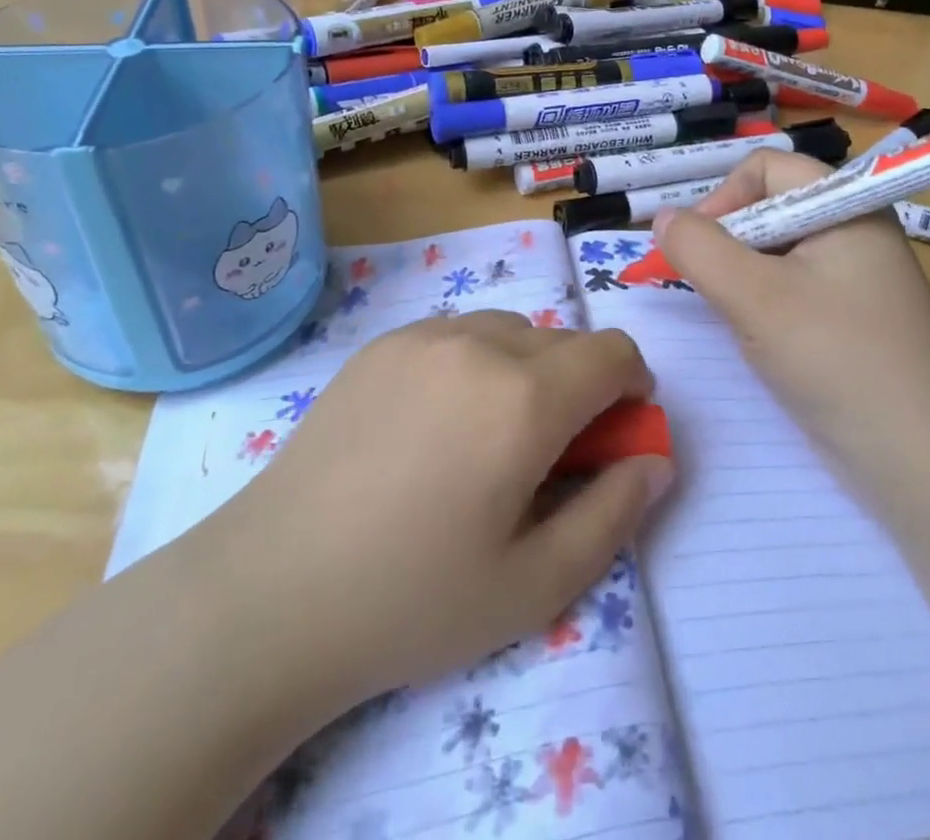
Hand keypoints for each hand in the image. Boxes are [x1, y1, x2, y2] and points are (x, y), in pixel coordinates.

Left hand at [201, 312, 672, 713]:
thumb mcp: (535, 585)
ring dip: (525, 369)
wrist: (274, 588)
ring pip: (508, 330)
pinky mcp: (380, 343)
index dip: (631, 387)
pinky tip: (433, 424)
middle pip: (562, 340)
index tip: (615, 432)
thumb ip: (613, 515)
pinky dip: (472, 362)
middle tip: (548, 453)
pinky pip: (455, 333)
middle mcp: (479, 344)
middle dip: (579, 385)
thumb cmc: (413, 598)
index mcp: (525, 397)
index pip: (612, 352)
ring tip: (487, 436)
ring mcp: (423, 335)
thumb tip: (655, 460)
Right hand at [653, 150, 929, 480]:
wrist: (922, 465)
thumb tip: (662, 218)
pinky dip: (762, 304)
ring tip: (735, 318)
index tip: (696, 248)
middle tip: (708, 288)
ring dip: (740, 277)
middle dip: (727, 242)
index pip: (765, 168)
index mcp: (845, 206)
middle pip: (768, 208)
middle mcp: (853, 230)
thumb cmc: (837, 361)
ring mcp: (855, 277)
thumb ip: (699, 248)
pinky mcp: (851, 318)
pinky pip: (791, 288)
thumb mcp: (755, 297)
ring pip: (774, 253)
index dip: (722, 197)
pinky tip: (760, 340)